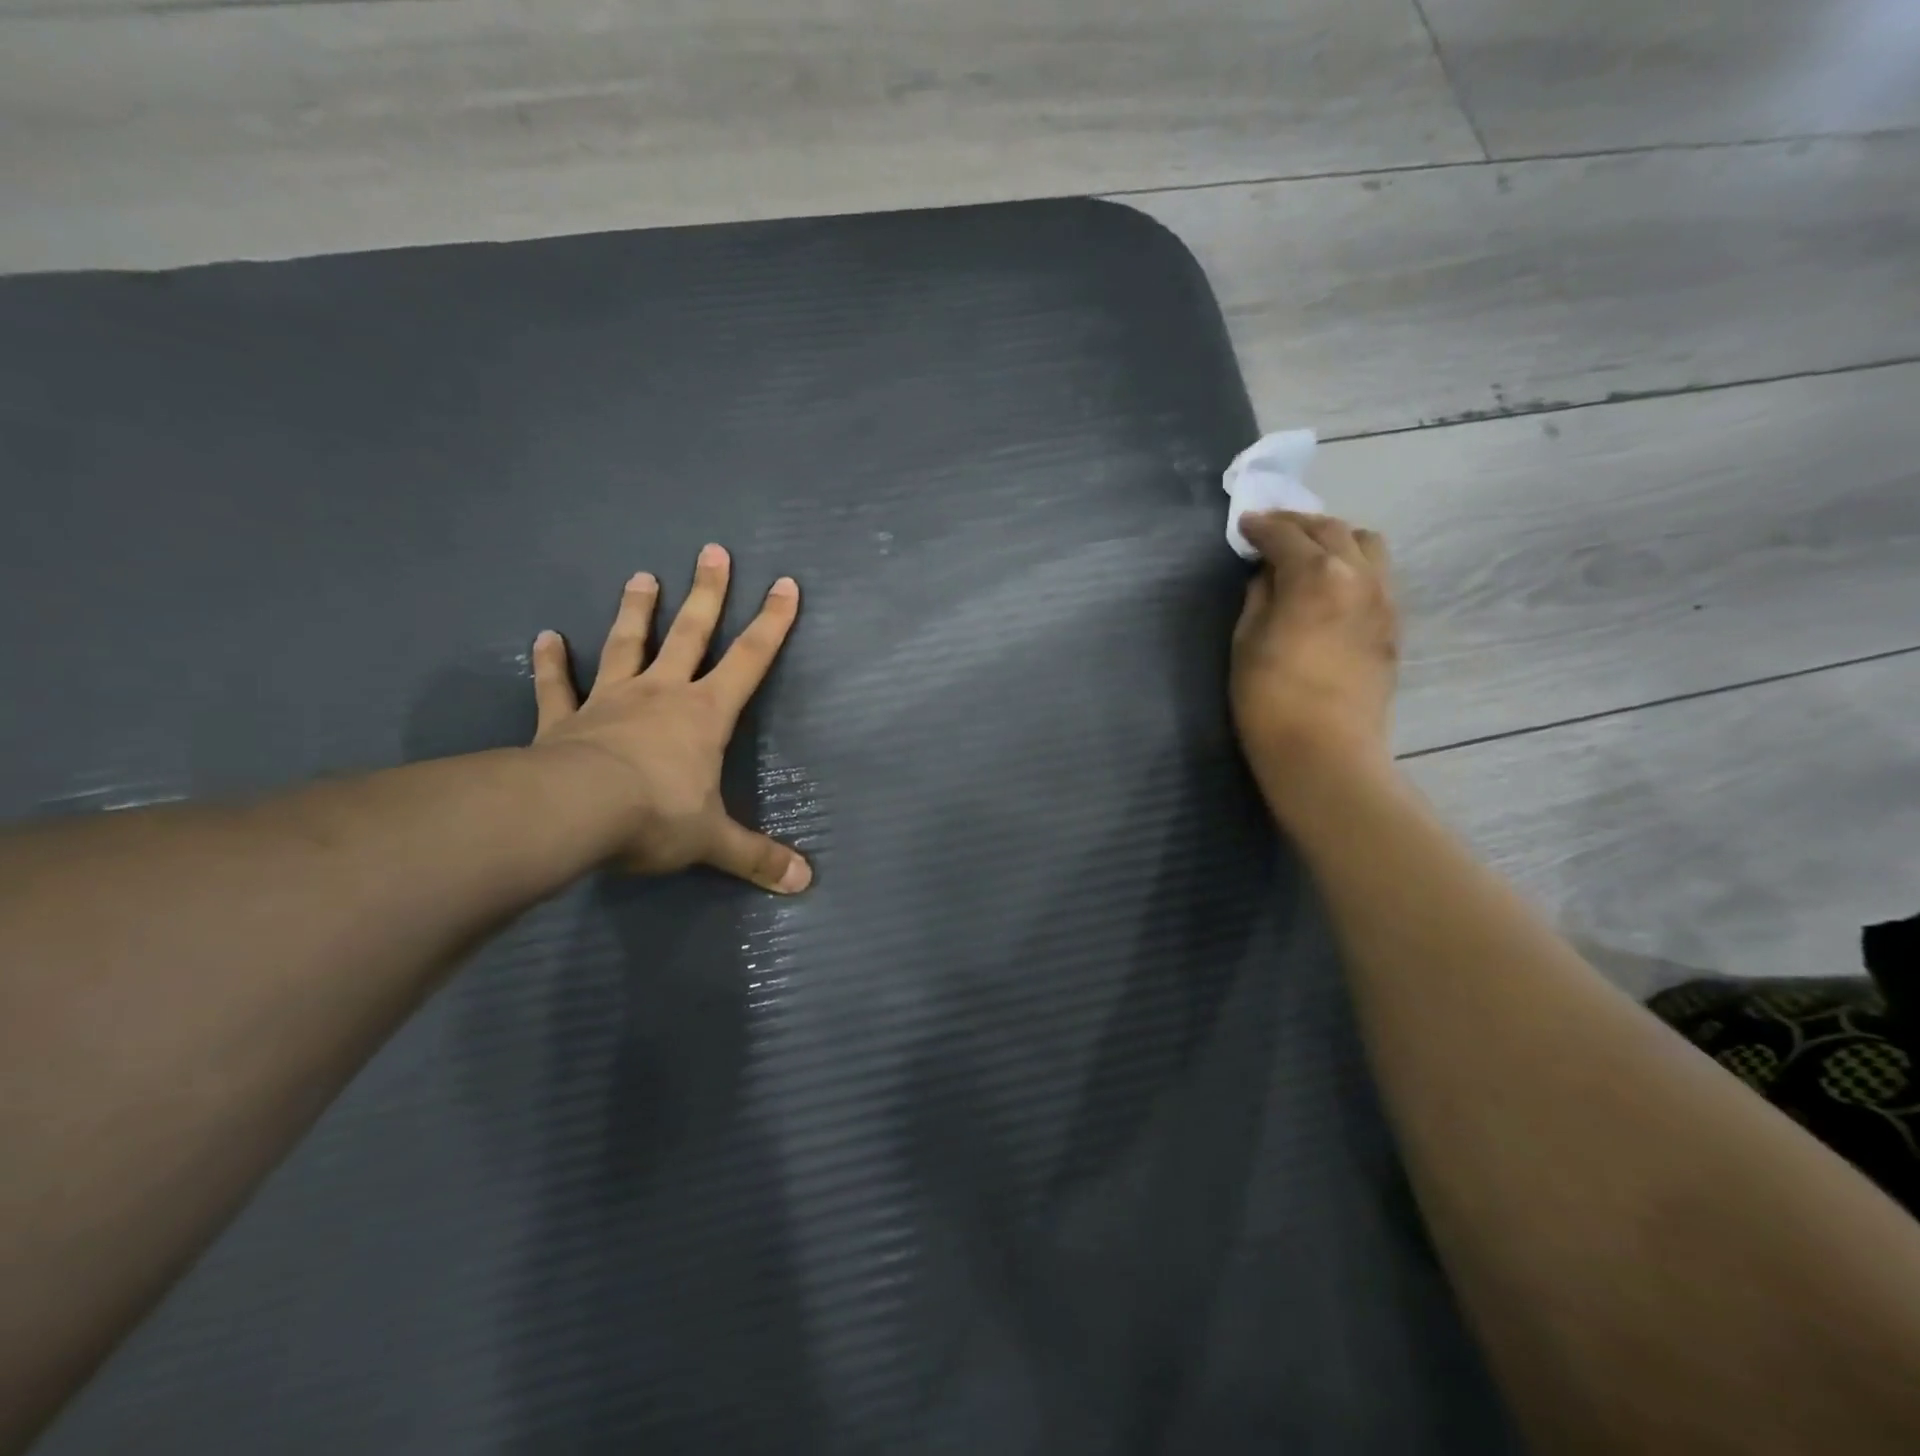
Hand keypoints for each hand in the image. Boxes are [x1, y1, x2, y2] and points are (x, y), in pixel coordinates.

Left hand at [528, 543, 811, 893]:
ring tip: (642, 576)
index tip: (786, 583)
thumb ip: (757, 858)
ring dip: (636, 611)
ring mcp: (610, 701)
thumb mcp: (713, 841)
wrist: (574, 812)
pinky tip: (545, 637)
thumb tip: (805, 884)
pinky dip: (551, 662)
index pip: (750, 660)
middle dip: (706, 593)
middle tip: (712, 551)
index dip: (772, 623)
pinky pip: (557, 686)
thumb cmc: (656, 816)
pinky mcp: (564, 719)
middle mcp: (661, 694)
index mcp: (705, 714)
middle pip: (691, 634)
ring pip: (627, 645)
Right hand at [1231, 511, 1398, 783]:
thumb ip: (1259, 598)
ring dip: (1335, 538)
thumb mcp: (1246, 643)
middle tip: (1272, 530)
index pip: (1286, 535)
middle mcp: (1358, 575)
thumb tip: (1269, 576)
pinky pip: (1377, 575)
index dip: (1261, 527)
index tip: (1244, 526)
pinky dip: (1353, 564)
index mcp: (1316, 575)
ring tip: (1309, 552)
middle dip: (1298, 524)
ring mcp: (1383, 599)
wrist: (1325, 751)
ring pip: (1367, 544)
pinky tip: (1331, 584)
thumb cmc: (1270, 699)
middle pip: (1331, 529)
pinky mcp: (1393, 625)